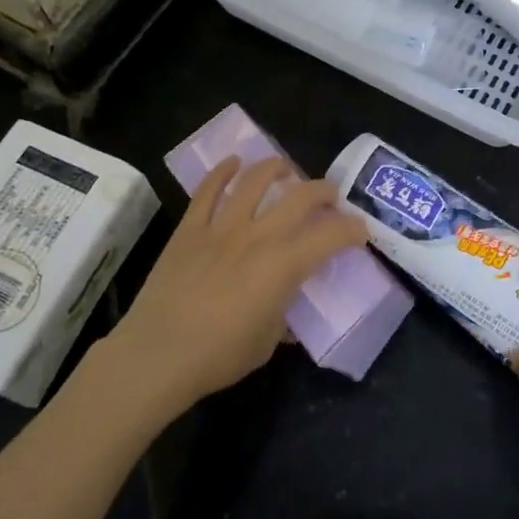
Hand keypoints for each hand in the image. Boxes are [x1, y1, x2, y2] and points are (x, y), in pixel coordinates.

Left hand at [107, 157, 367, 419]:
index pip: (330, 236)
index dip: (352, 230)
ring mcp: (221, 227)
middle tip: (330, 195)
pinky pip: (208, 190)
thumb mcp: (266, 343)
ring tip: (285, 167)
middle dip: (322, 190)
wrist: (158, 354)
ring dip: (275, 167)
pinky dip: (222, 172)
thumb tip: (283, 306)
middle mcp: (258, 236)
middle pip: (299, 197)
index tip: (359, 230)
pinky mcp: (190, 228)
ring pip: (253, 181)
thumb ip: (281, 316)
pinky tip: (233, 163)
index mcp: (283, 266)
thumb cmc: (219, 356)